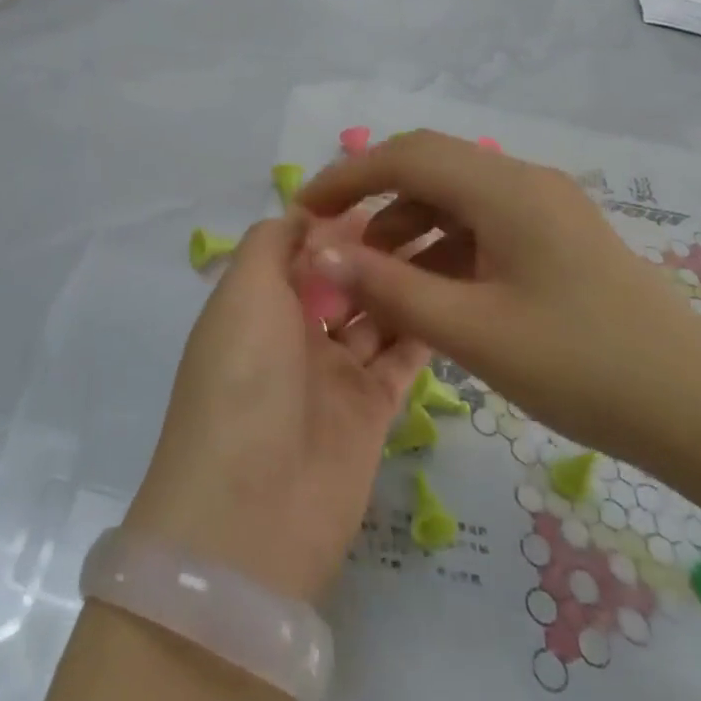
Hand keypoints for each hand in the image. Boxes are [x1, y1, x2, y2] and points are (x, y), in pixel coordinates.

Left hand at [125, 214, 429, 604]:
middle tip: (434, 215)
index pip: (300, 249)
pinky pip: (400, 360)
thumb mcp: (244, 291)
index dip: (336, 223)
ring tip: (455, 244)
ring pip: (375, 316)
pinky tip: (457, 296)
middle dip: (377, 251)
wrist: (253, 508)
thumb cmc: (243, 377)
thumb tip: (303, 211)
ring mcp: (332, 374)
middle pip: (342, 281)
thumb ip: (272, 243)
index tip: (386, 192)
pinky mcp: (370, 412)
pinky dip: (423, 331)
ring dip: (405, 285)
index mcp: (256, 303)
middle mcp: (292, 335)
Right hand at [297, 130, 700, 479]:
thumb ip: (389, 287)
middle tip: (331, 240)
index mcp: (505, 189)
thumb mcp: (472, 330)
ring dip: (407, 228)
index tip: (304, 211)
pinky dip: (443, 250)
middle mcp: (524, 182)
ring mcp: (546, 210)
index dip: (347, 177)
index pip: (406, 156)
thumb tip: (320, 255)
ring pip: (456, 200)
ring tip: (372, 278)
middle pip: (430, 168)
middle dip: (374, 198)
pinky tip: (427, 292)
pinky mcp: (557, 240)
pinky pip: (484, 228)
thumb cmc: (581, 366)